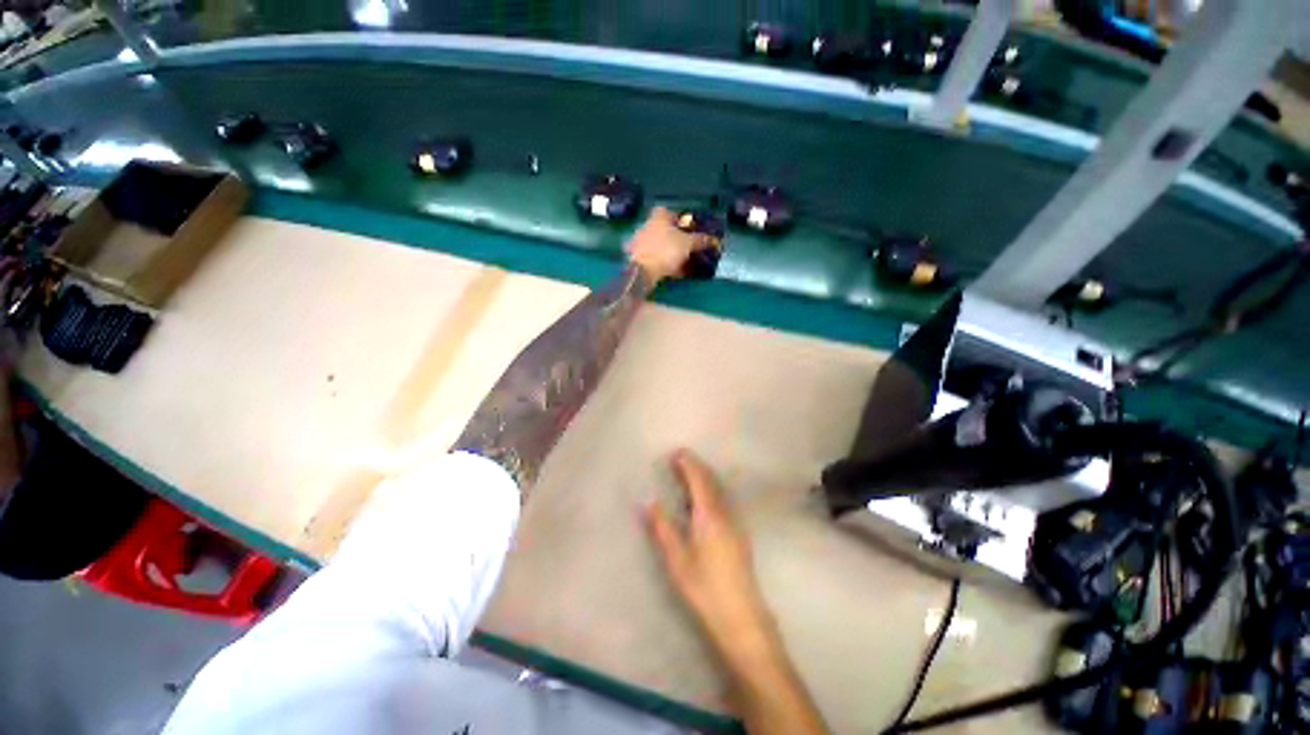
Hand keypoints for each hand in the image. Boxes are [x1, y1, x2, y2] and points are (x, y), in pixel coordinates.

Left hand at [625, 207, 707, 284]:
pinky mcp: (638, 259)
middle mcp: (647, 226)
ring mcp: (641, 243)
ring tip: (683, 261)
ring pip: (659, 245)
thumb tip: (712, 238)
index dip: (678, 217)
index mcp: (658, 217)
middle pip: (664, 229)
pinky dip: (664, 263)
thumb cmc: (666, 250)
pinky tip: (674, 271)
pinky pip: (655, 258)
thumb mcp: (688, 243)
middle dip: (675, 237)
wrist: (644, 271)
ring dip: (670, 251)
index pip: (668, 211)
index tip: (688, 227)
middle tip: (688, 245)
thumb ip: (700, 240)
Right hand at [644, 449, 773, 654]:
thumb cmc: (705, 586)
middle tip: (680, 460)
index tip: (677, 452)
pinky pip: (723, 501)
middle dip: (696, 467)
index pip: (699, 480)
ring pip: (719, 491)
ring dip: (704, 478)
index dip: (689, 464)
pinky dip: (710, 491)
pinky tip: (703, 502)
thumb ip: (663, 528)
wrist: (741, 615)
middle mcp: (725, 513)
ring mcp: (735, 523)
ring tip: (689, 476)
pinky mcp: (739, 534)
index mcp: (709, 515)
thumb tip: (649, 502)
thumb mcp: (677, 559)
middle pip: (711, 482)